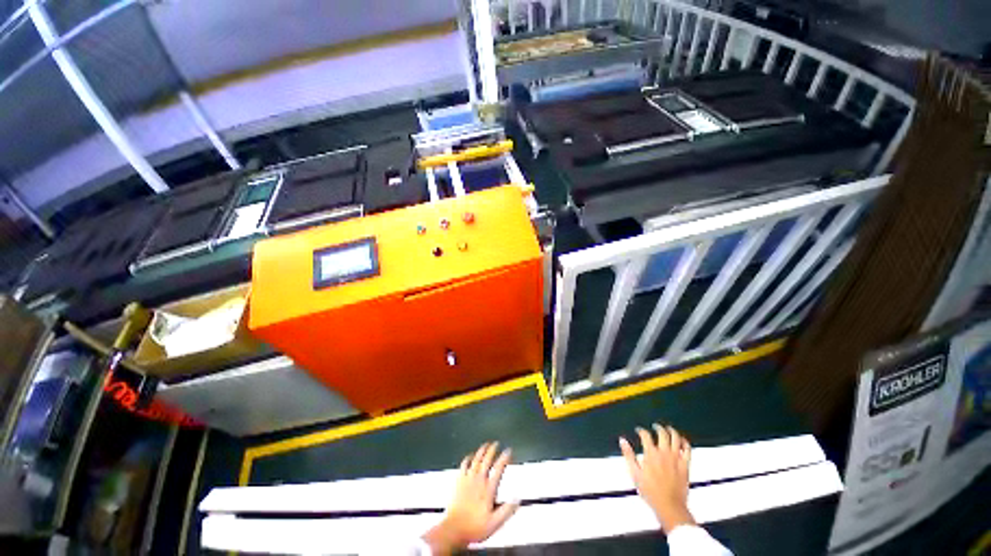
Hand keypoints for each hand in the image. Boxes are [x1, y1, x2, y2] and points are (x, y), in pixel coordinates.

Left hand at [422, 443, 518, 553]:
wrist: (454, 529)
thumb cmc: (474, 527)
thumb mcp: (495, 523)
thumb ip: (507, 510)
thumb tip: (517, 499)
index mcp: (488, 489)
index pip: (499, 468)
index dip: (504, 458)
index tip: (508, 451)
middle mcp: (479, 480)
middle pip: (487, 459)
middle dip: (492, 449)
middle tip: (496, 443)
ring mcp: (467, 479)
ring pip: (476, 459)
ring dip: (481, 450)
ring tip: (486, 445)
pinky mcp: (458, 481)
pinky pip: (464, 465)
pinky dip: (468, 458)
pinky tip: (469, 456)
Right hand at [620, 424, 694, 534]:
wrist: (669, 506)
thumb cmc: (650, 492)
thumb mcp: (635, 473)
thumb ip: (628, 455)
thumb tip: (622, 440)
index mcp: (651, 453)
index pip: (645, 435)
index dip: (641, 431)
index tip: (639, 431)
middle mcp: (664, 453)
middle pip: (662, 433)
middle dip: (658, 427)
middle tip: (655, 426)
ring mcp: (676, 458)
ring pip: (676, 438)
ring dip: (672, 431)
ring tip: (669, 429)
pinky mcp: (685, 465)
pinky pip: (688, 450)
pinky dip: (685, 443)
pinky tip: (683, 441)